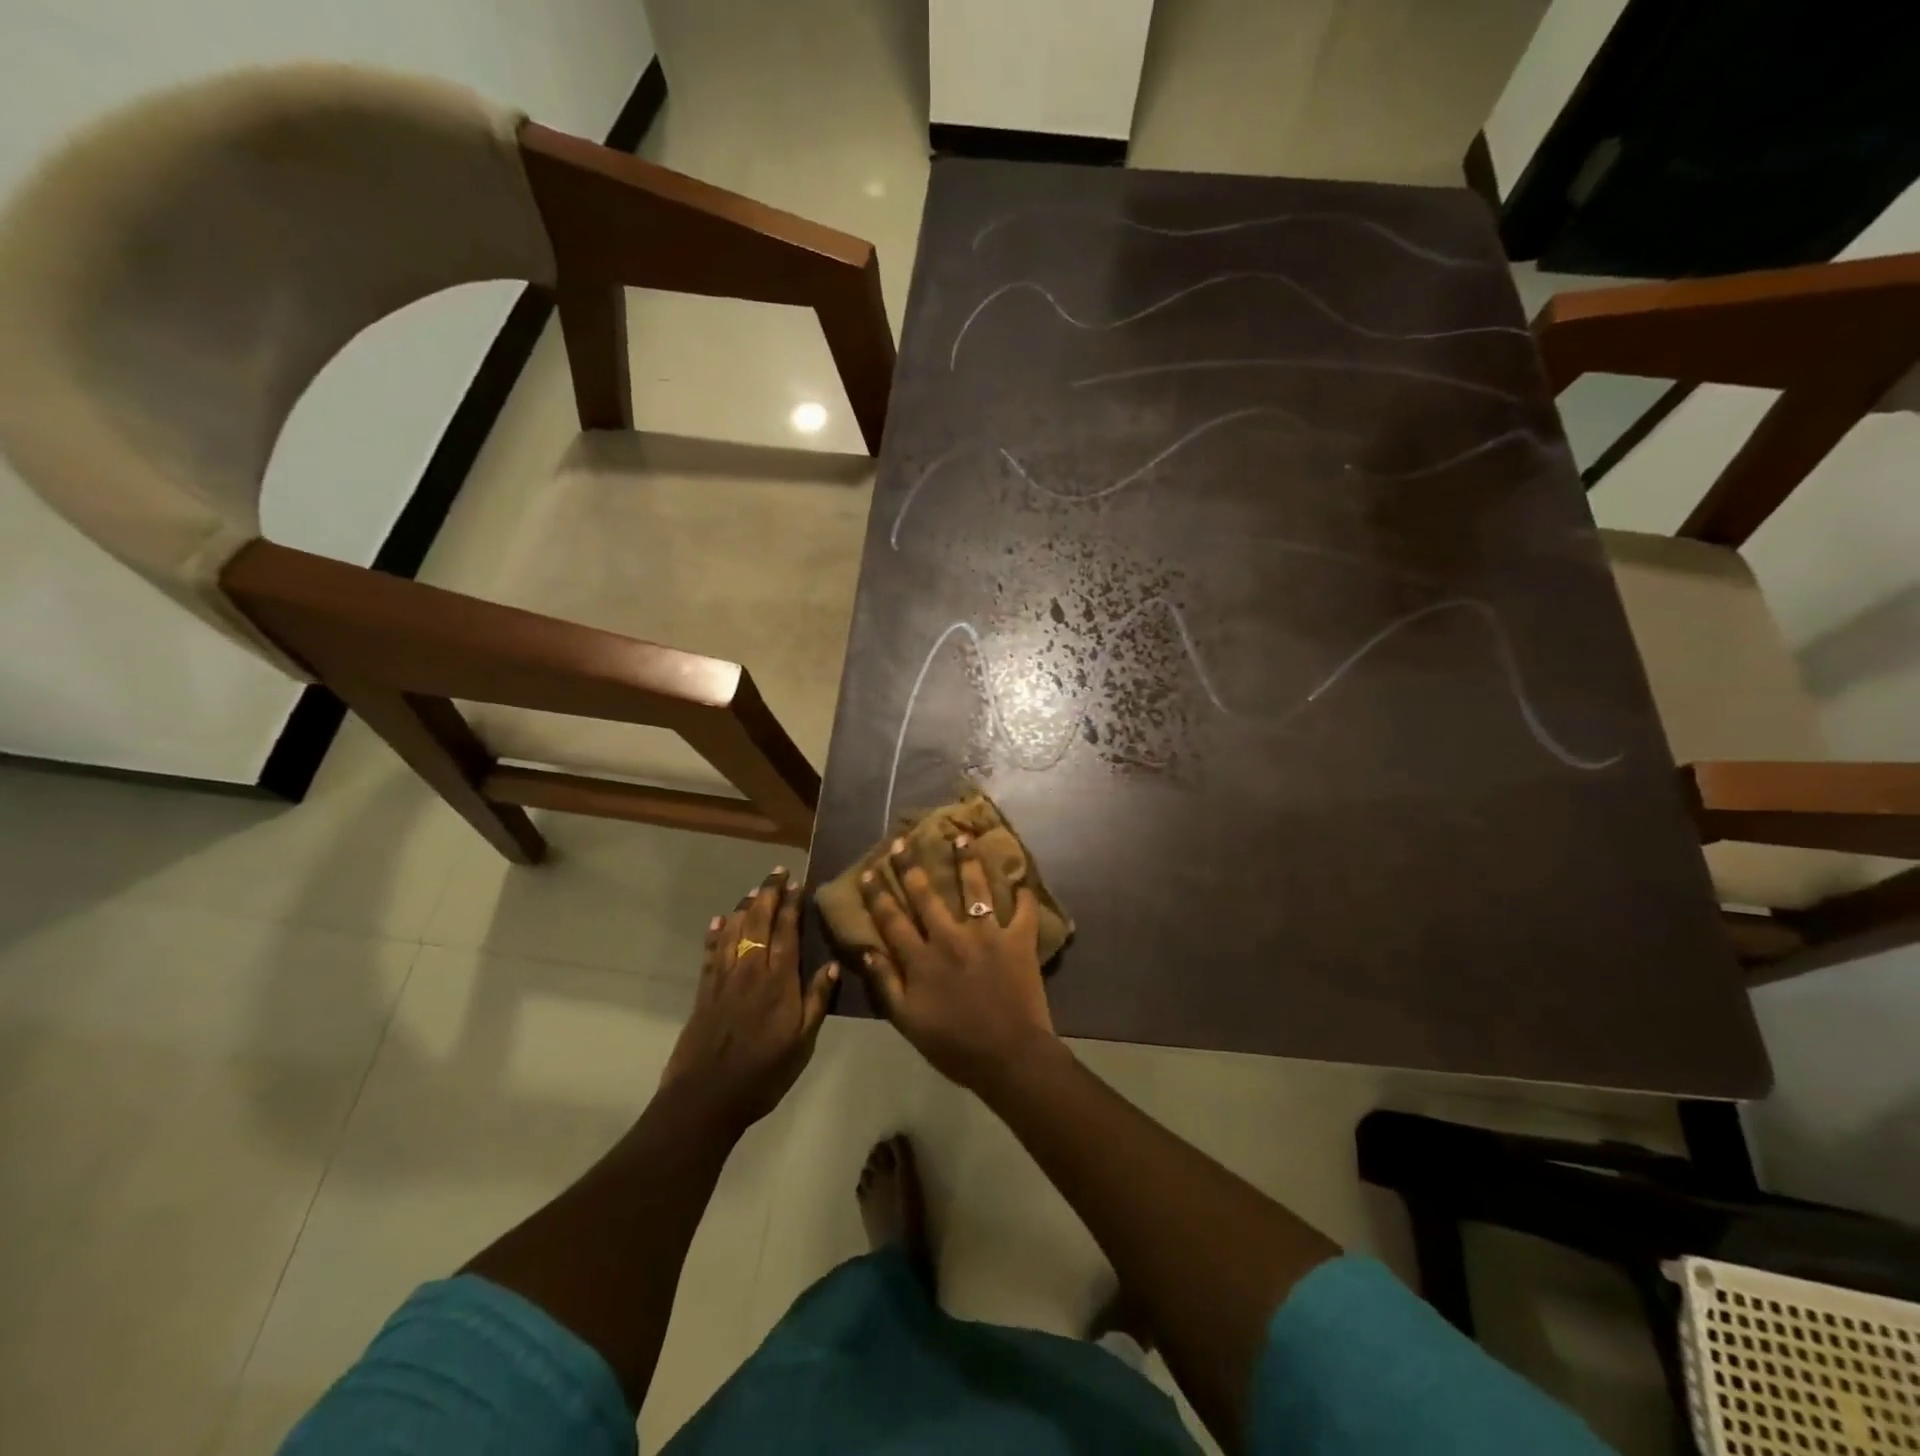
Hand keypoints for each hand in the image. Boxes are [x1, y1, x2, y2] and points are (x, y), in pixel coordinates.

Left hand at [661, 868, 836, 1130]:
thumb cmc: (763, 1073)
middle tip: (777, 872)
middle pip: (759, 922)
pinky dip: (715, 934)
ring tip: (754, 890)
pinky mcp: (704, 991)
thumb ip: (817, 1001)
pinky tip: (719, 921)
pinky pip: (711, 953)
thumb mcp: (803, 1043)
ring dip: (744, 907)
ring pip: (734, 931)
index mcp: (780, 981)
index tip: (796, 882)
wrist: (706, 1097)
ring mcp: (724, 979)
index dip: (791, 905)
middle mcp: (751, 970)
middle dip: (768, 894)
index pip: (787, 932)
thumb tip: (835, 964)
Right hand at [857, 834, 1059, 1092]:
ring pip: (974, 888)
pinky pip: (1023, 910)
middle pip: (926, 894)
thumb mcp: (907, 1021)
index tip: (869, 871)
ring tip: (962, 837)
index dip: (878, 894)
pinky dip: (1024, 895)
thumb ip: (885, 983)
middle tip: (903, 842)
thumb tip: (866, 949)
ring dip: (966, 861)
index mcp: (921, 958)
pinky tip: (1023, 879)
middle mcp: (951, 936)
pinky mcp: (1018, 940)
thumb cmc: (954, 1045)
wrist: (1009, 1057)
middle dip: (911, 866)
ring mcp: (987, 934)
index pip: (892, 919)